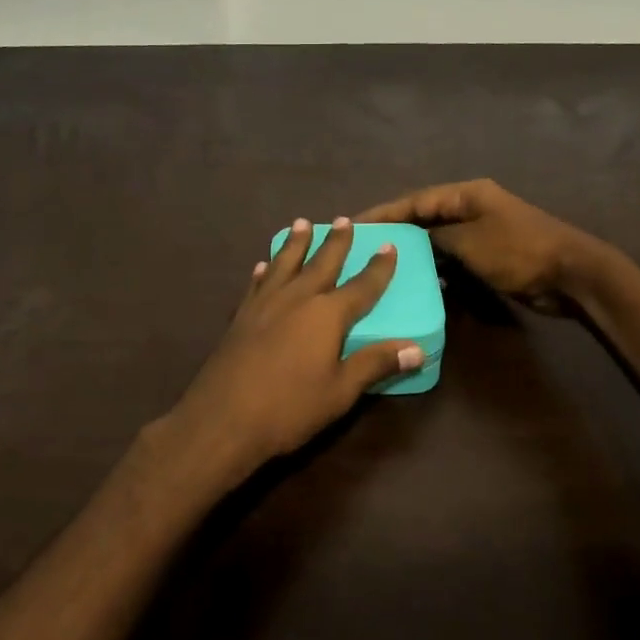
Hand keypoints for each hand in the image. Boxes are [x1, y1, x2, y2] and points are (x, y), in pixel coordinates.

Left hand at [152, 217, 424, 495]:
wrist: (223, 419)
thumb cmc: (289, 408)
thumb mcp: (340, 391)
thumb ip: (375, 364)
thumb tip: (417, 349)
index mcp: (327, 315)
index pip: (361, 286)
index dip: (378, 268)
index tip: (388, 245)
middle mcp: (296, 299)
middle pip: (321, 263)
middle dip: (335, 242)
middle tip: (343, 219)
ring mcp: (264, 305)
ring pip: (284, 264)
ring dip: (296, 243)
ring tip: (302, 223)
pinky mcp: (240, 318)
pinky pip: (256, 284)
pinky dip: (263, 271)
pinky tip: (262, 265)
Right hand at [357, 179, 604, 315]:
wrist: (570, 273)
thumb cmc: (518, 251)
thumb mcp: (470, 242)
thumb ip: (437, 238)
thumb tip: (415, 240)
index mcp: (467, 195)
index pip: (416, 200)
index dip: (385, 212)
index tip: (356, 224)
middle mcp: (472, 206)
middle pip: (425, 216)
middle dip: (397, 231)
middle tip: (364, 246)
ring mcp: (482, 230)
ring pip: (438, 238)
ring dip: (416, 251)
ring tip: (384, 265)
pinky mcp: (490, 253)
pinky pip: (454, 256)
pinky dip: (437, 266)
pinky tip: (422, 281)